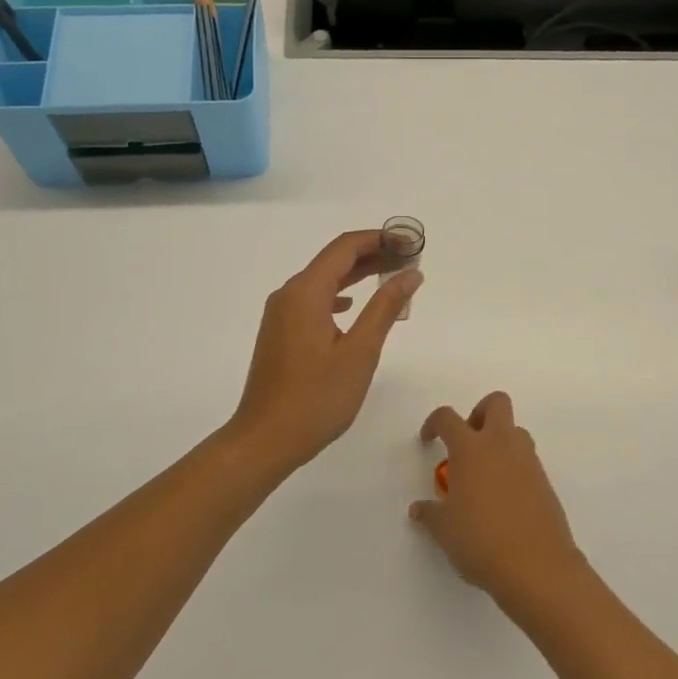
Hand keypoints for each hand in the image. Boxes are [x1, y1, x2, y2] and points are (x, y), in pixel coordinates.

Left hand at [228, 230, 421, 471]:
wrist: (265, 439)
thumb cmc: (317, 398)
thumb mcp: (360, 351)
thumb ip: (385, 307)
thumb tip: (410, 274)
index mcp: (305, 292)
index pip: (345, 247)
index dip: (380, 239)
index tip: (412, 244)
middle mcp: (288, 295)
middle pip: (334, 260)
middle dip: (373, 254)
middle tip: (410, 260)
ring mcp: (280, 315)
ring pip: (323, 281)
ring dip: (357, 275)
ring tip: (392, 278)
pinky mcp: (280, 334)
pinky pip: (314, 301)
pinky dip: (340, 296)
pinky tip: (353, 307)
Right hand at [412, 392, 587, 610]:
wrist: (537, 567)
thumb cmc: (481, 541)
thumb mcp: (444, 530)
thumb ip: (430, 513)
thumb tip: (419, 509)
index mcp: (471, 449)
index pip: (448, 418)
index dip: (434, 423)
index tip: (428, 441)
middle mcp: (502, 445)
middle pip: (496, 403)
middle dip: (479, 413)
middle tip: (466, 444)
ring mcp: (528, 461)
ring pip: (516, 431)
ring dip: (499, 441)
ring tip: (483, 476)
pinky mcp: (545, 482)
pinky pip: (527, 461)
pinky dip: (513, 469)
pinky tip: (502, 500)